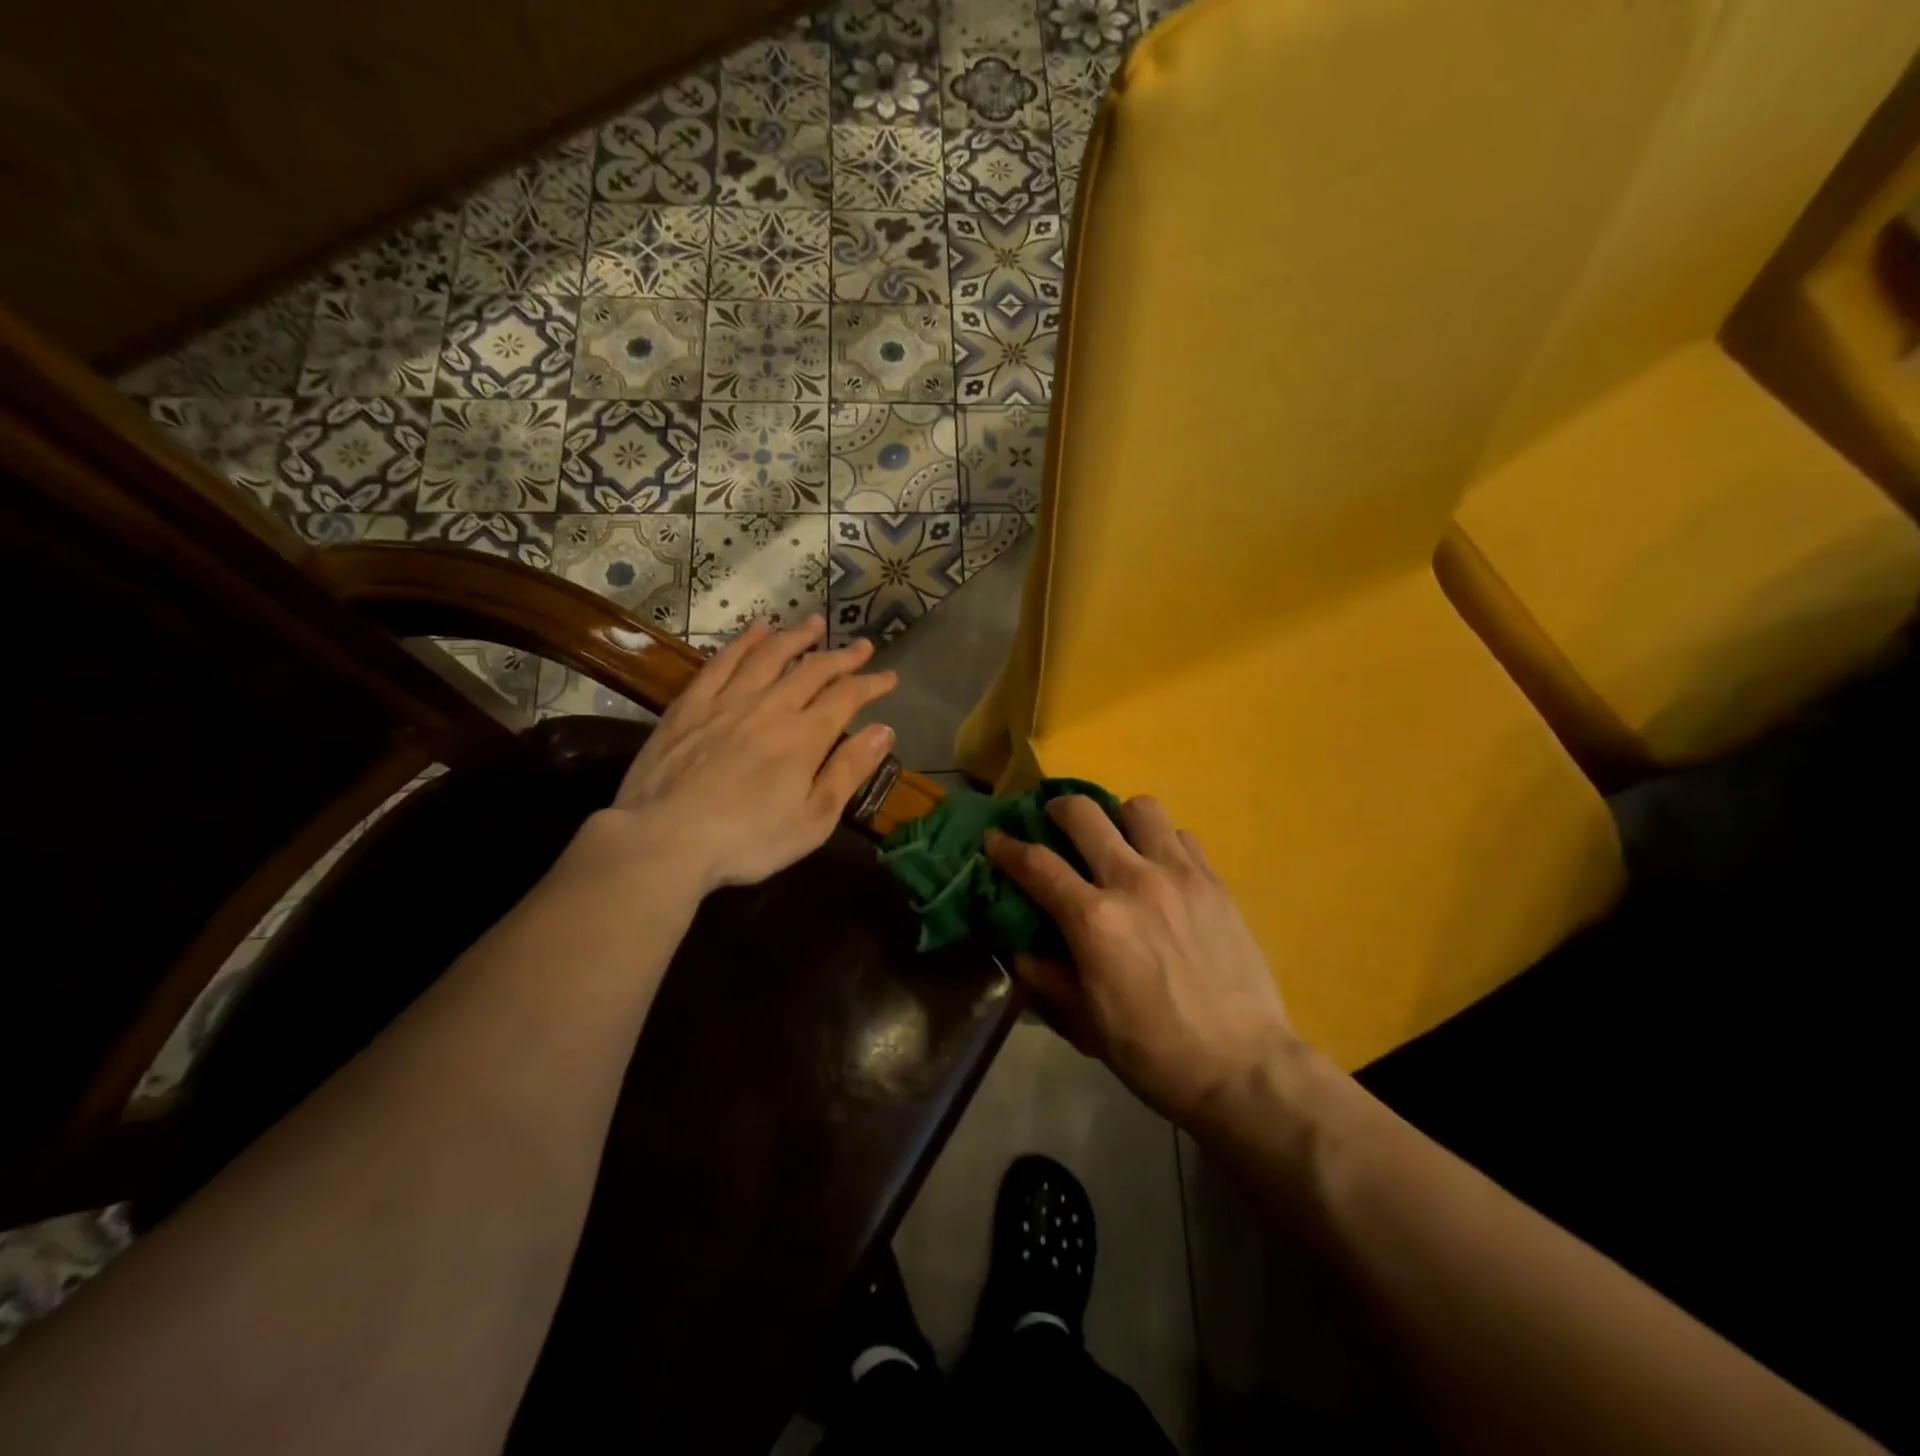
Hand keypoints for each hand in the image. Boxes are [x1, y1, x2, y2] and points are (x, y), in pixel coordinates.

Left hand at [594, 616, 896, 894]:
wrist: (663, 840)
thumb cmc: (747, 841)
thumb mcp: (813, 819)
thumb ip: (848, 771)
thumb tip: (884, 730)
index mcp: (804, 737)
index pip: (847, 697)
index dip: (871, 684)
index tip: (889, 677)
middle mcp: (770, 707)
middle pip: (812, 670)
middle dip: (842, 656)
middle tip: (862, 646)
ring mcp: (727, 701)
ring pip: (769, 656)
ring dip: (795, 637)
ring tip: (814, 623)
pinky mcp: (690, 705)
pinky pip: (722, 662)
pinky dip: (743, 642)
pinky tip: (755, 630)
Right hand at [985, 796, 1297, 1127]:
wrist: (1243, 1068)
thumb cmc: (1154, 1053)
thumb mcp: (1084, 1023)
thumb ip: (1047, 977)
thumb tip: (1021, 949)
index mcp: (1094, 920)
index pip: (1036, 863)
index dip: (1006, 847)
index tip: (994, 838)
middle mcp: (1133, 882)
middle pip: (1084, 814)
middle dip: (1057, 809)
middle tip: (1053, 822)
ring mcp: (1180, 876)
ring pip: (1140, 809)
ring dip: (1116, 817)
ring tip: (1114, 840)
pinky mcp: (1215, 882)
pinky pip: (1182, 835)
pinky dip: (1161, 840)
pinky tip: (1159, 866)